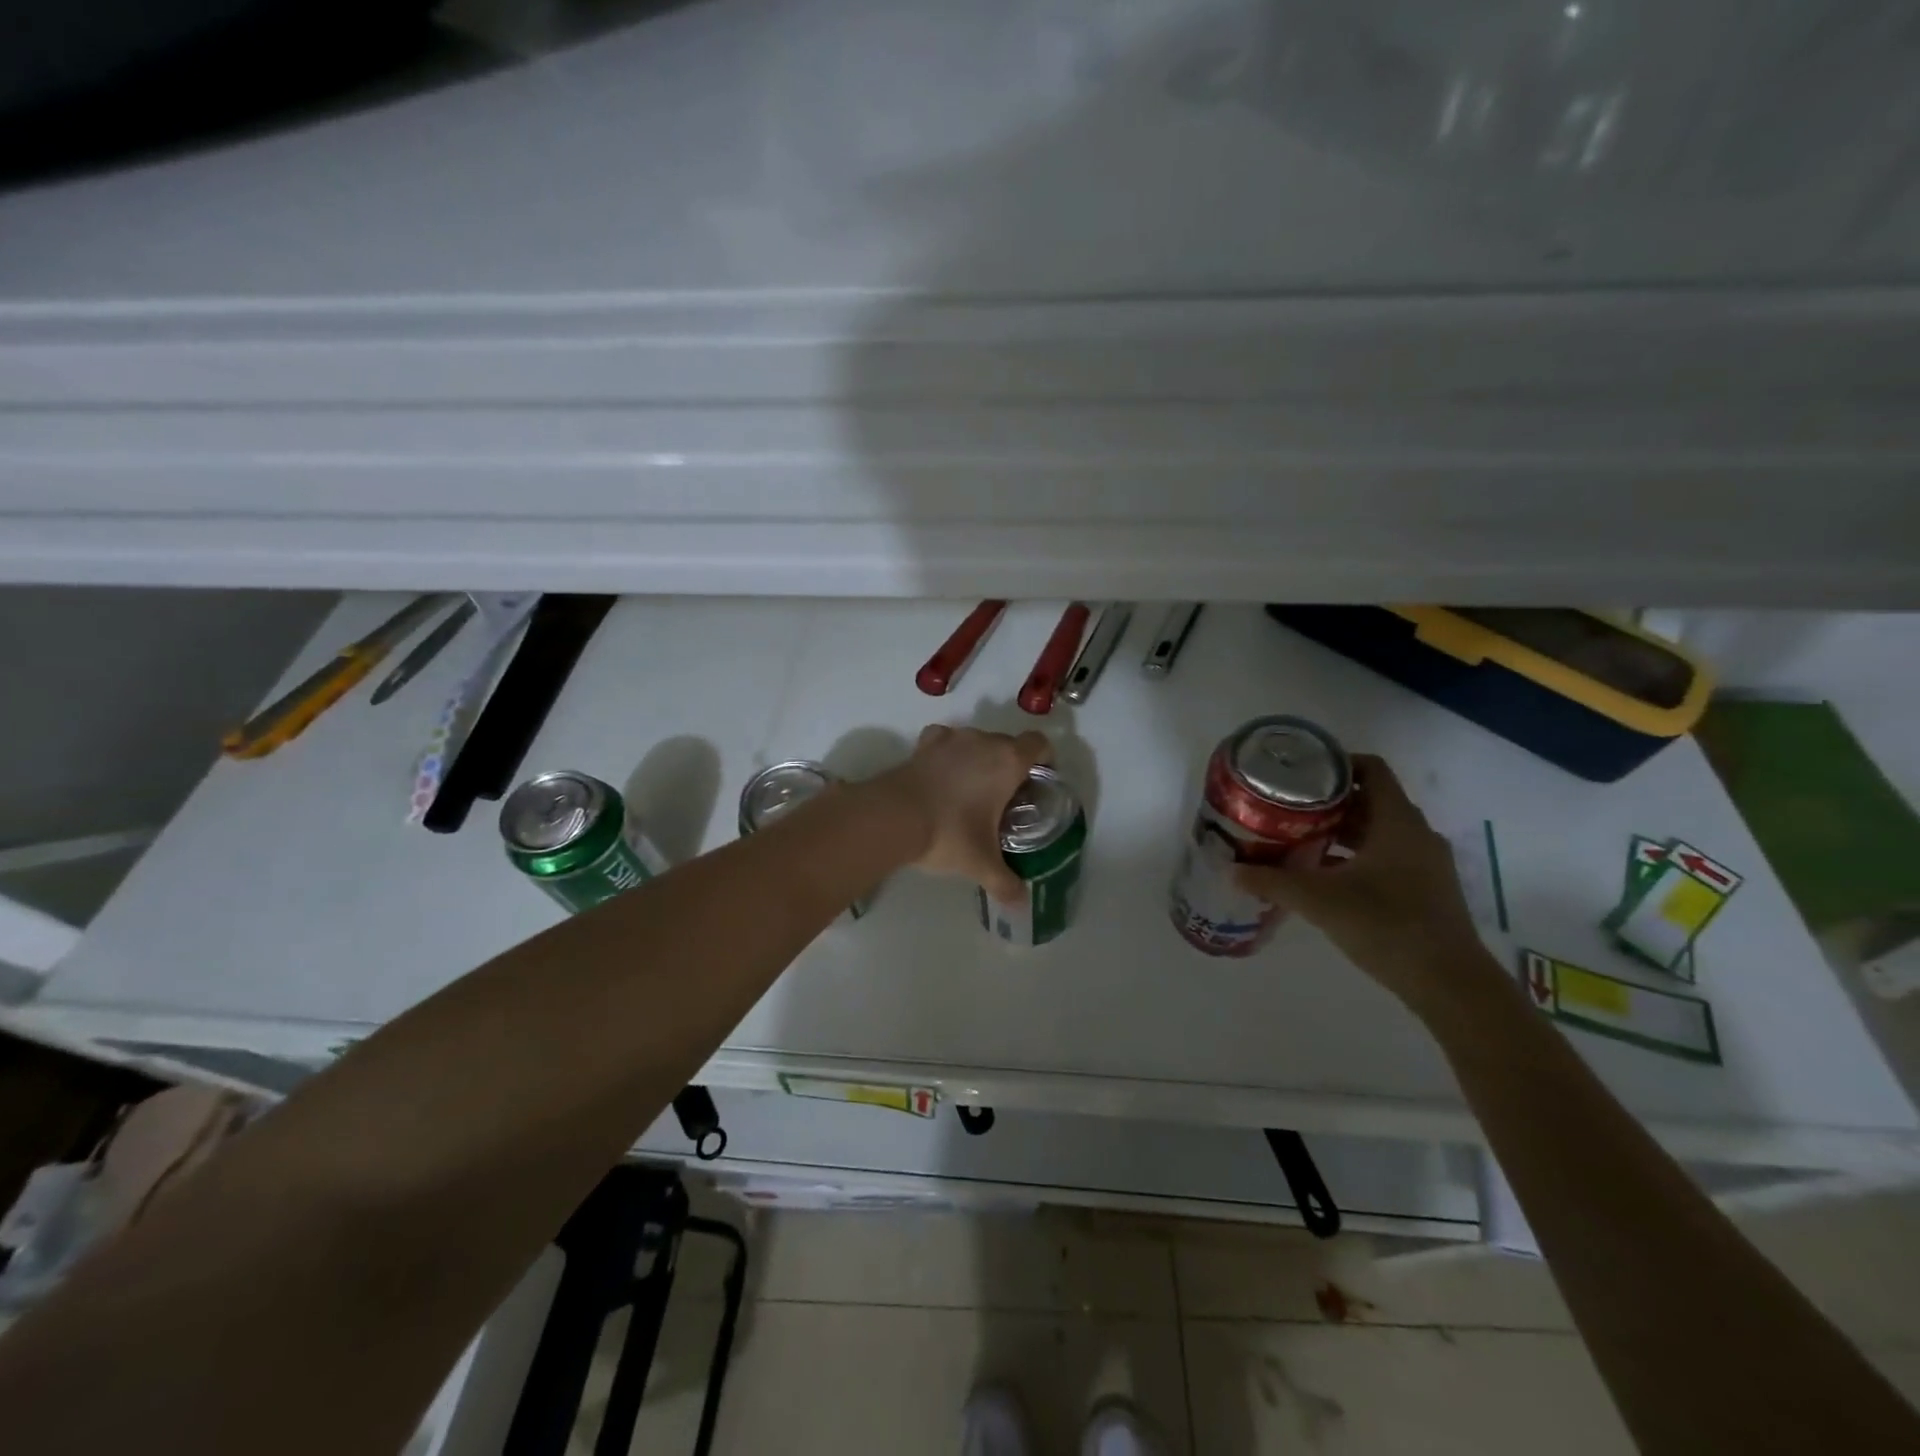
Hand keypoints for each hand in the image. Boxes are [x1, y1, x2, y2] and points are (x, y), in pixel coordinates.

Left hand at [877, 725, 1051, 902]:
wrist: (892, 817)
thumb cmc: (949, 833)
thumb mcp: (981, 863)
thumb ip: (1005, 882)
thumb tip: (1021, 903)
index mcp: (1008, 762)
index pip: (1038, 744)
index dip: (1044, 759)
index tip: (1038, 783)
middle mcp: (983, 741)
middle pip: (1008, 743)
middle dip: (1011, 765)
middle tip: (1006, 798)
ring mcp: (951, 738)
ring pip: (977, 741)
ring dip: (980, 758)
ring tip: (972, 790)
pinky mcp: (923, 744)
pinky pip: (946, 740)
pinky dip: (949, 753)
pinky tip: (943, 775)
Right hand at [1234, 754, 1488, 1012]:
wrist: (1450, 984)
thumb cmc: (1386, 925)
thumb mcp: (1319, 900)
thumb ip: (1273, 882)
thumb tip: (1232, 871)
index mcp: (1397, 822)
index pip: (1371, 769)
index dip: (1336, 764)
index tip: (1300, 773)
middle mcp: (1416, 834)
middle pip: (1370, 800)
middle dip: (1328, 802)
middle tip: (1287, 808)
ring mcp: (1425, 863)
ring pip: (1378, 831)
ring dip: (1341, 832)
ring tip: (1298, 839)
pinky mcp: (1426, 889)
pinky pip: (1387, 857)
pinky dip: (1356, 857)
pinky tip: (1324, 876)